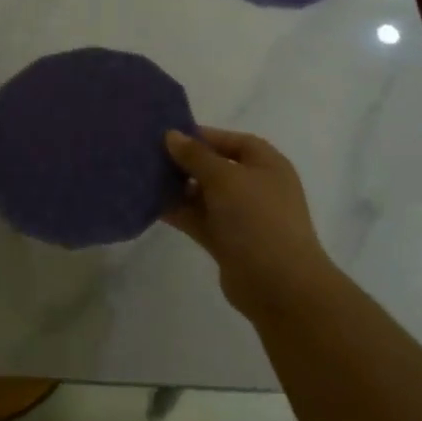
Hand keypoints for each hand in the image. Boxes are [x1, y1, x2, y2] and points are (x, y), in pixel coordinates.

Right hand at [163, 127, 333, 317]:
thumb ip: (196, 156)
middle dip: (184, 161)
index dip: (202, 136)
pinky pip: (197, 218)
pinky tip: (149, 203)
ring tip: (142, 176)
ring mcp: (240, 216)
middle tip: (148, 154)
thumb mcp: (225, 178)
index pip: (232, 141)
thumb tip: (172, 135)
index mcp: (266, 165)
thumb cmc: (257, 218)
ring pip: (203, 194)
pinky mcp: (226, 240)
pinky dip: (177, 211)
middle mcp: (255, 187)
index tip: (168, 135)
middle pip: (215, 167)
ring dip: (177, 187)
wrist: (279, 285)